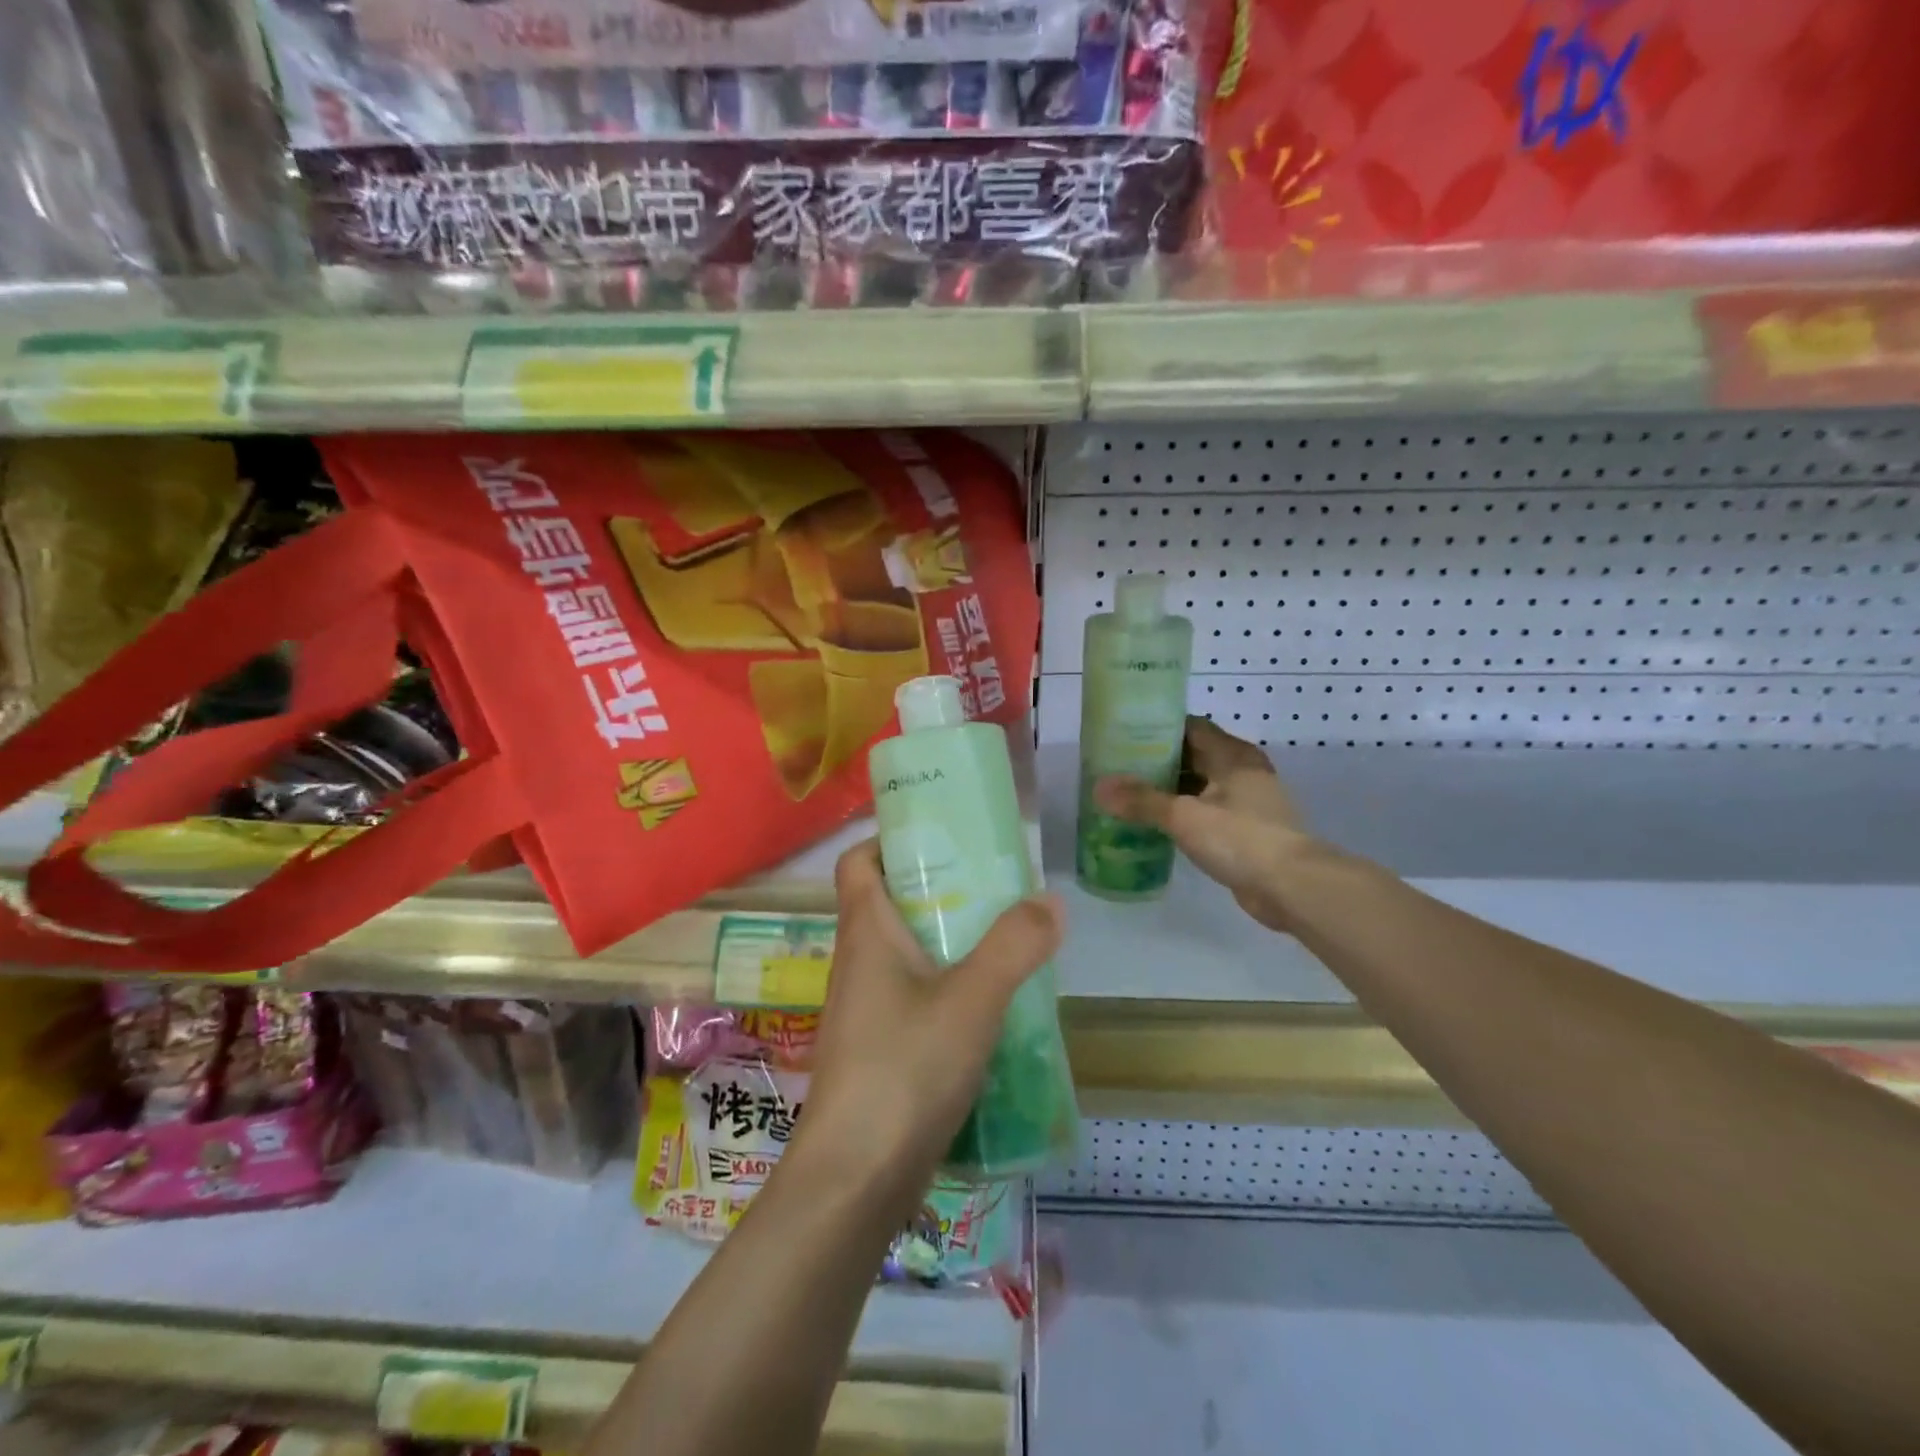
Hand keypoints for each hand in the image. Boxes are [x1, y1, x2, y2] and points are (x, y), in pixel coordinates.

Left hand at [795, 840, 1063, 1210]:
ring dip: (949, 942)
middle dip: (939, 889)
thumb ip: (1014, 945)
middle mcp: (859, 963)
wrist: (856, 1179)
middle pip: (891, 903)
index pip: (859, 861)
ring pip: (907, 954)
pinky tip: (992, 1007)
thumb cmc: (904, 1068)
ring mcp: (866, 1010)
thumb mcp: (972, 998)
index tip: (942, 837)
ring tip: (1004, 942)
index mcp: (866, 932)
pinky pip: (916, 998)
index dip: (891, 839)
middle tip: (994, 889)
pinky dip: (949, 989)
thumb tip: (1050, 900)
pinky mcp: (880, 1050)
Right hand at [1094, 717, 1313, 932]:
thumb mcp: (1184, 816)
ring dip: (1168, 790)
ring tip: (1128, 795)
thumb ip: (1141, 801)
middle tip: (1117, 768)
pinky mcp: (1245, 830)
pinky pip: (1206, 812)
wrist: (1291, 887)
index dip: (1157, 728)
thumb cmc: (1240, 838)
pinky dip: (1182, 814)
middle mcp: (1241, 771)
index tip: (1123, 736)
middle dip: (1157, 761)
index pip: (1190, 727)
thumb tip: (1099, 788)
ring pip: (1199, 786)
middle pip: (1193, 756)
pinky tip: (1154, 824)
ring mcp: (1246, 801)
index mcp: (1232, 755)